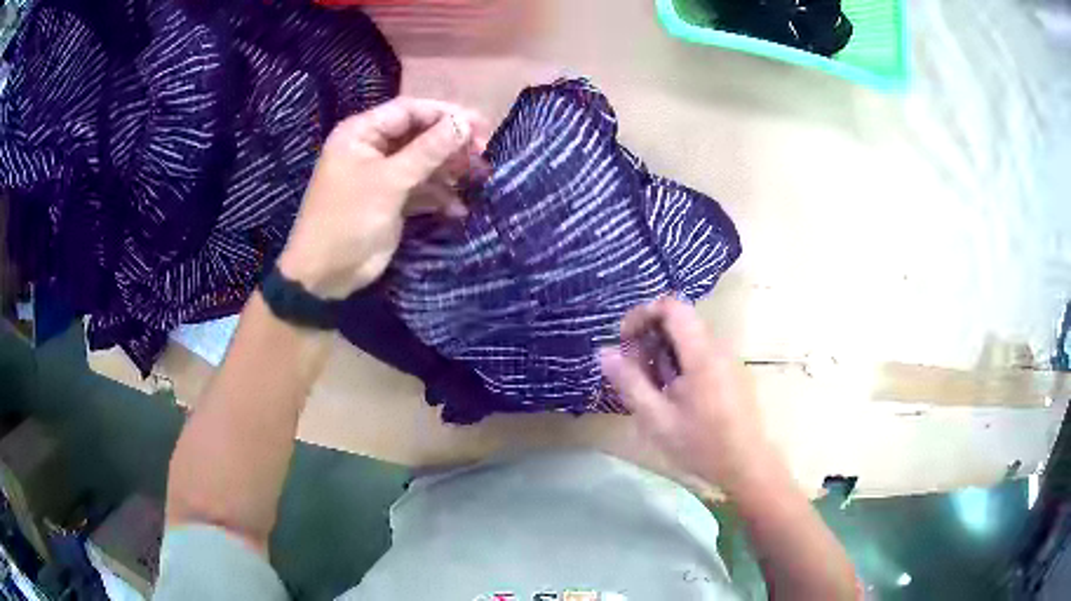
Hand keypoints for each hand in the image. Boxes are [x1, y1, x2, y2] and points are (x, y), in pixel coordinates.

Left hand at [277, 98, 489, 298]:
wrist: (325, 274)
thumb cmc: (348, 218)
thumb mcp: (389, 181)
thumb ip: (428, 150)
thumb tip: (465, 122)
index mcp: (362, 133)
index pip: (408, 110)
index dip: (444, 114)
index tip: (479, 125)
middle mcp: (372, 148)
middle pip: (419, 135)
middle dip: (451, 144)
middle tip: (483, 153)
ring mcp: (382, 176)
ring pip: (423, 163)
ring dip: (450, 170)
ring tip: (480, 178)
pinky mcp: (390, 201)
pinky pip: (420, 189)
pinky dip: (439, 196)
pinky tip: (458, 209)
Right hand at [599, 297, 766, 489]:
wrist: (747, 465)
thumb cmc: (702, 445)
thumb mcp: (657, 419)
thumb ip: (630, 383)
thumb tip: (604, 352)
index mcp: (702, 354)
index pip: (672, 307)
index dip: (643, 314)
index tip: (624, 340)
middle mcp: (717, 348)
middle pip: (678, 321)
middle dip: (649, 338)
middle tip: (632, 371)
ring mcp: (726, 360)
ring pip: (688, 339)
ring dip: (662, 353)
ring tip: (650, 388)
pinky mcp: (730, 372)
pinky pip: (699, 354)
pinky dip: (678, 363)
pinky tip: (671, 395)